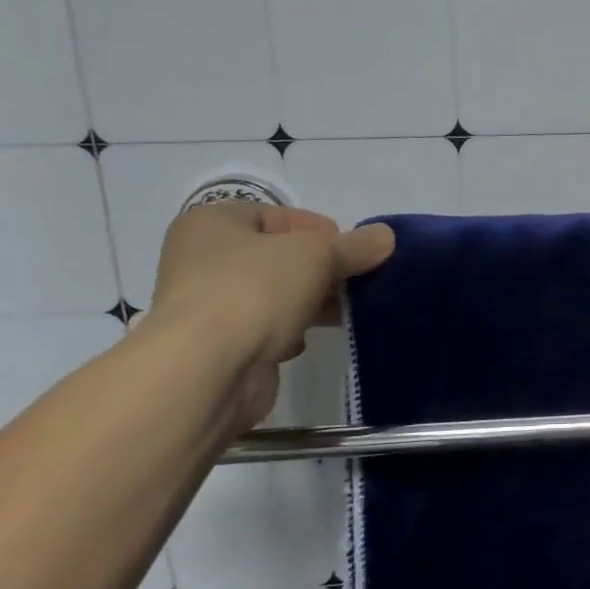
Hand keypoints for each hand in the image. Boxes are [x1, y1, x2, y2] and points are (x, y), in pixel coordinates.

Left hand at [142, 202, 393, 427]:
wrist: (207, 372)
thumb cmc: (254, 291)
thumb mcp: (317, 255)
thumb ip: (355, 245)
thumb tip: (386, 237)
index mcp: (212, 224)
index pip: (279, 216)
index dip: (320, 230)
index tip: (352, 251)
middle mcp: (203, 260)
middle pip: (280, 257)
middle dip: (322, 269)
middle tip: (357, 281)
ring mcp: (208, 306)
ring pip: (276, 294)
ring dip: (311, 301)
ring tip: (346, 310)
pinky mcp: (221, 347)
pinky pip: (267, 329)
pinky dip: (291, 332)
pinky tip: (308, 339)